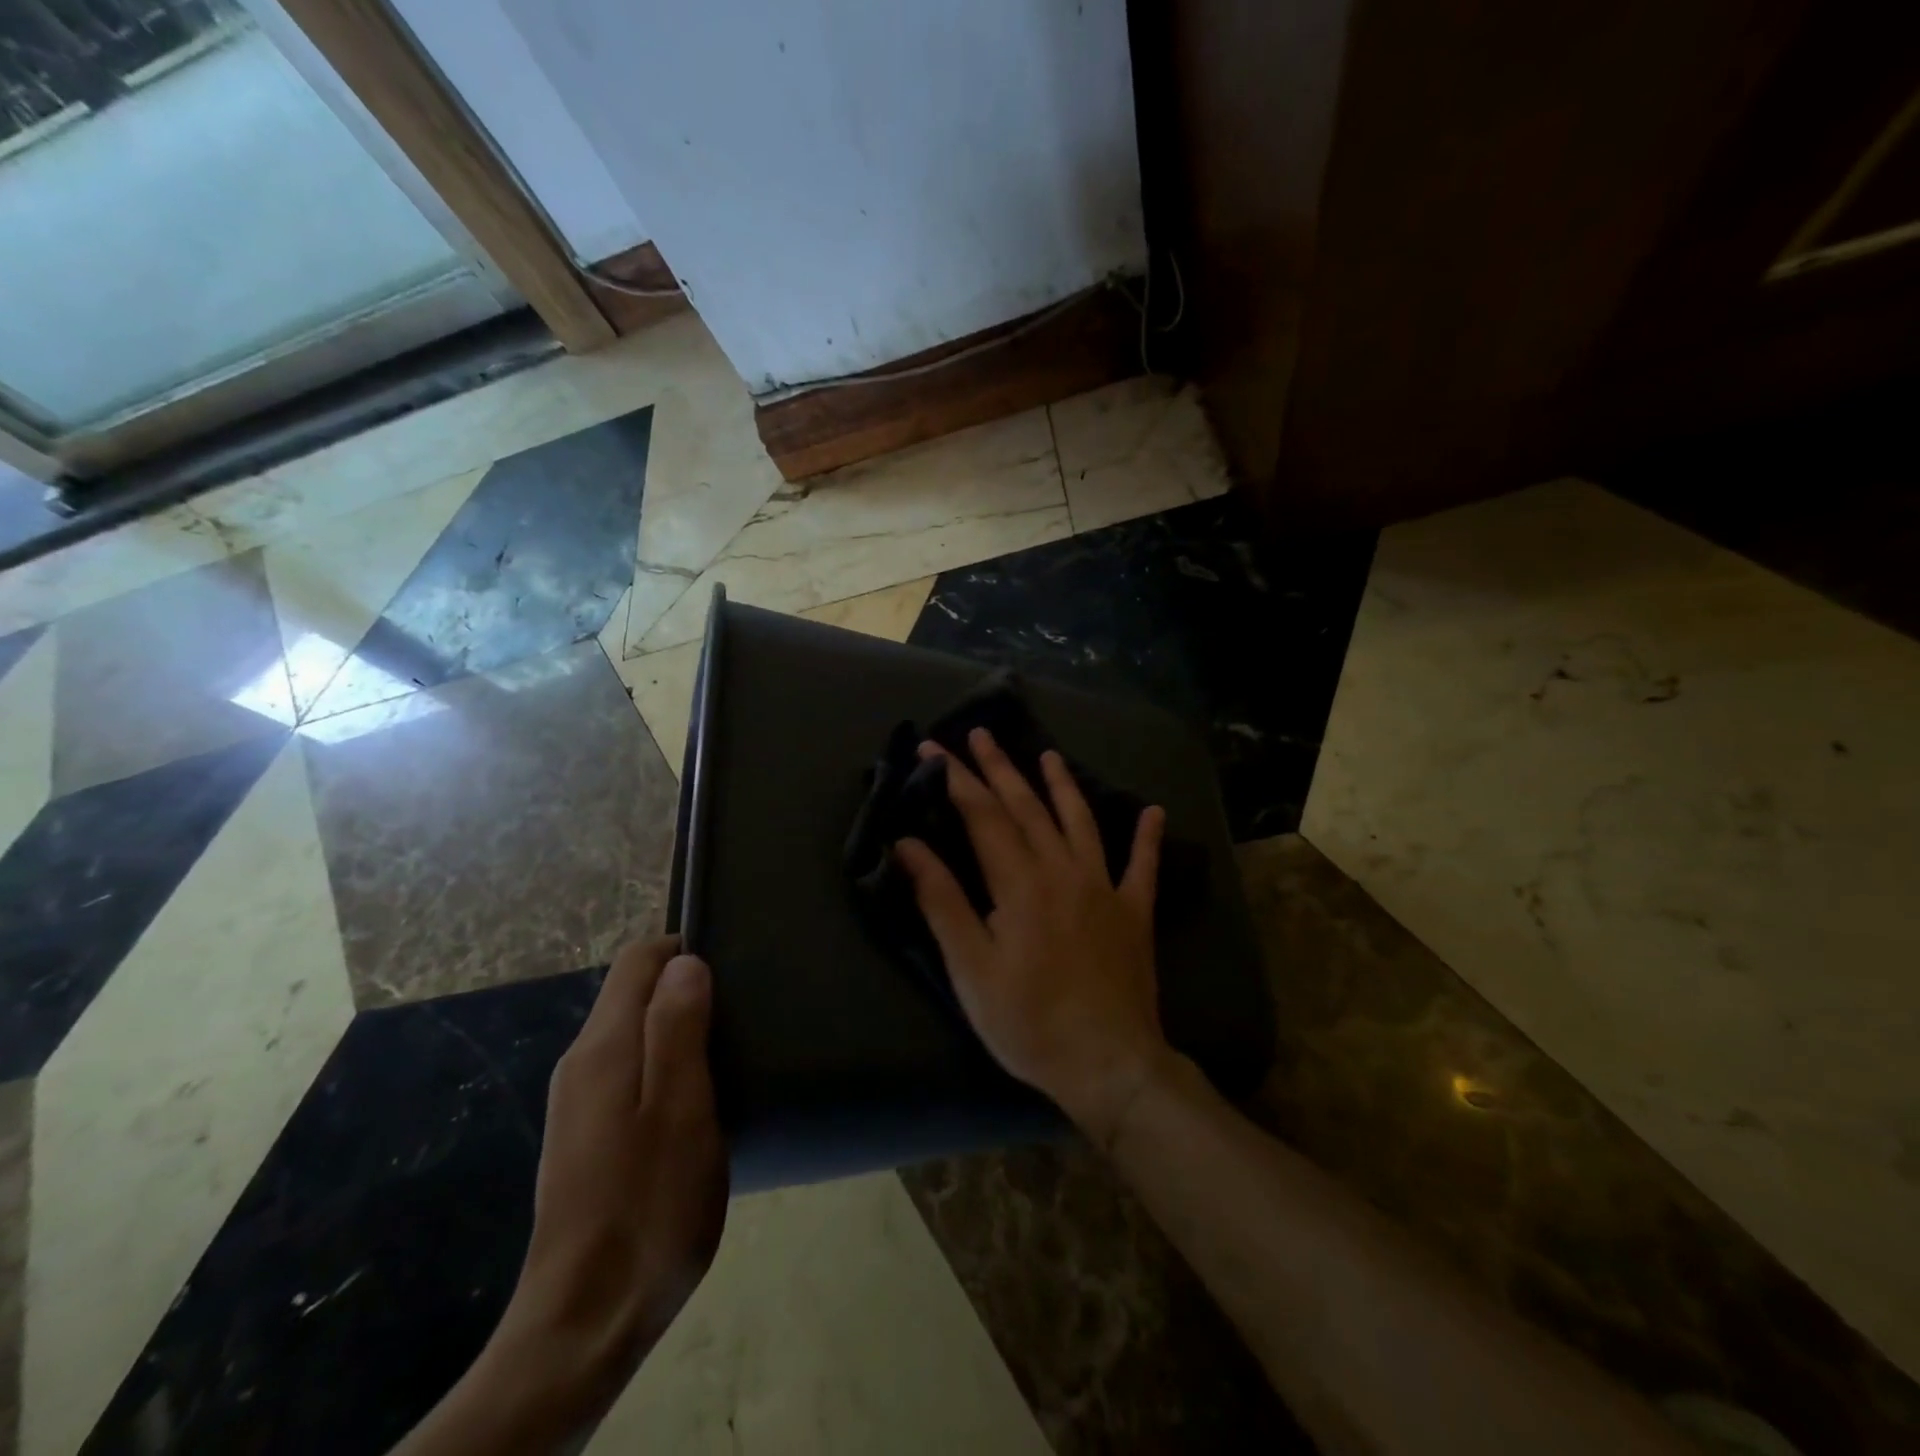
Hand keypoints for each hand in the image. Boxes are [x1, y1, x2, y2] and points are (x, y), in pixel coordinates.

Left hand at [486, 937, 727, 1424]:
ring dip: (679, 1028)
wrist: (586, 1322)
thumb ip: (677, 1028)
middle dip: (686, 987)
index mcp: (603, 1047)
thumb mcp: (680, 1109)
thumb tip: (684, 961)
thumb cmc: (648, 1206)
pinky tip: (700, 1099)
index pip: (638, 960)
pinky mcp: (586, 1136)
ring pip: (633, 1033)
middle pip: (633, 993)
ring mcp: (579, 1103)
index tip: (733, 968)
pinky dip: (666, 1064)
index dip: (684, 948)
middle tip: (743, 1012)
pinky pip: (630, 1071)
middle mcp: (581, 1064)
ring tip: (732, 1051)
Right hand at [894, 728, 1178, 1146]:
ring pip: (1080, 821)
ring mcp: (1105, 887)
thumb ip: (942, 900)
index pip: (981, 814)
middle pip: (1027, 806)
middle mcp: (1063, 870)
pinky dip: (1147, 838)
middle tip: (980, 734)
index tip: (932, 748)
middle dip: (999, 768)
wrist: (1108, 1063)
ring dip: (1062, 785)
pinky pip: (1143, 866)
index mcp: (1019, 882)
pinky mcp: (1134, 912)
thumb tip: (908, 845)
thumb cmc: (1028, 1022)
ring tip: (1049, 755)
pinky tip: (1153, 812)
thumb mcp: (970, 968)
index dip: (955, 778)